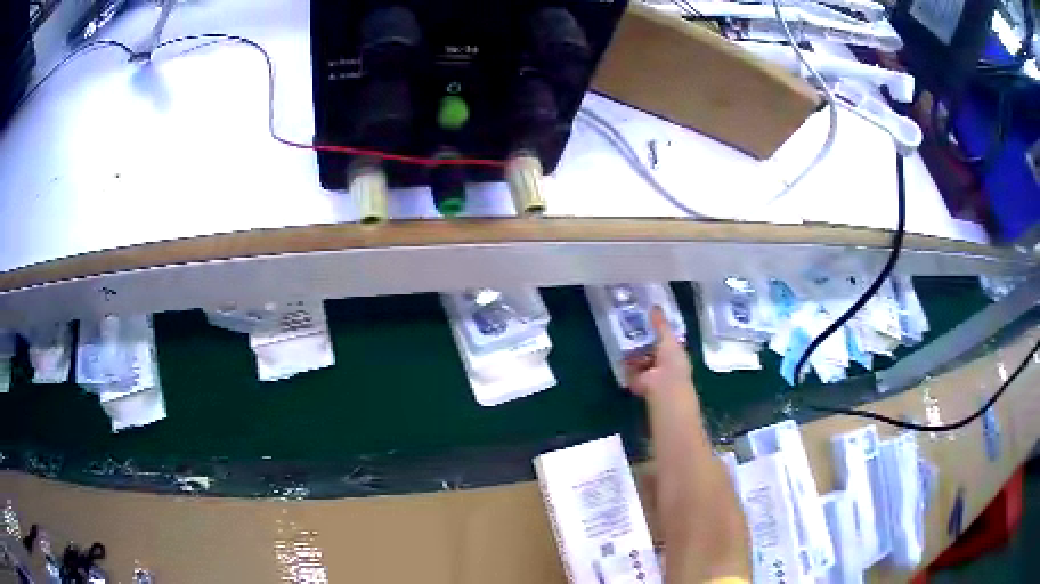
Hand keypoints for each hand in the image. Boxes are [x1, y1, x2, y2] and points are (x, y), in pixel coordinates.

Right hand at [624, 306, 693, 398]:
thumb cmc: (672, 362)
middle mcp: (663, 363)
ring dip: (633, 350)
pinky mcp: (636, 380)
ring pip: (639, 358)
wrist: (663, 387)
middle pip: (651, 348)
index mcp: (675, 352)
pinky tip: (619, 349)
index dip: (658, 329)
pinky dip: (625, 362)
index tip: (646, 317)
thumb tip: (655, 306)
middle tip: (630, 324)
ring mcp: (649, 372)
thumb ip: (660, 323)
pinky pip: (629, 368)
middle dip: (642, 338)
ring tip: (622, 333)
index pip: (666, 338)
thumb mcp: (668, 338)